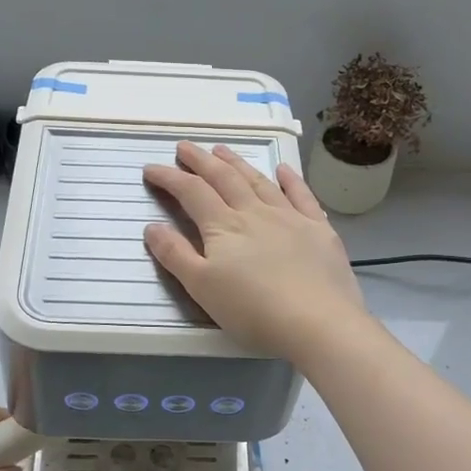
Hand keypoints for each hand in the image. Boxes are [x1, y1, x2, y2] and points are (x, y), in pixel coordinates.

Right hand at [143, 142, 368, 360]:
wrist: (318, 323)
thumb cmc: (253, 311)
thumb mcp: (202, 288)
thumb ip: (176, 255)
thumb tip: (152, 226)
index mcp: (224, 227)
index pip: (191, 192)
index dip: (170, 178)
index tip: (151, 168)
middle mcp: (255, 213)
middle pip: (224, 179)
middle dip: (201, 161)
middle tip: (185, 146)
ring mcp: (290, 218)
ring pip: (259, 182)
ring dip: (238, 164)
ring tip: (222, 150)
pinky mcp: (319, 230)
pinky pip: (302, 196)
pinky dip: (290, 180)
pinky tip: (283, 169)